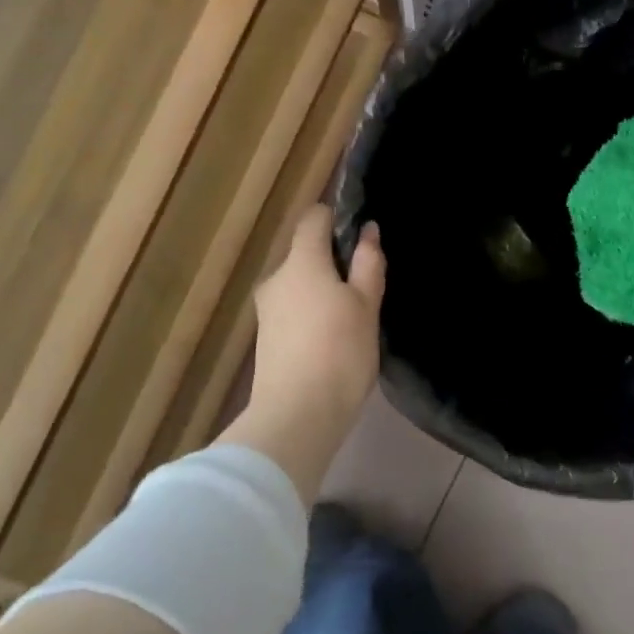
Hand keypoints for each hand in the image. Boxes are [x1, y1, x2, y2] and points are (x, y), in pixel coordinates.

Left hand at [221, 206, 385, 501]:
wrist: (297, 416)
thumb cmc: (340, 352)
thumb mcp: (366, 305)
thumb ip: (367, 264)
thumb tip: (368, 231)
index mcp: (301, 262)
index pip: (313, 218)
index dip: (336, 218)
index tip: (361, 237)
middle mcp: (276, 279)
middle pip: (306, 253)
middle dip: (334, 262)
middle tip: (367, 287)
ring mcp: (267, 310)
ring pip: (300, 284)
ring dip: (324, 290)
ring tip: (353, 319)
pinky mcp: (266, 338)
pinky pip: (294, 309)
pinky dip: (313, 313)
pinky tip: (333, 340)